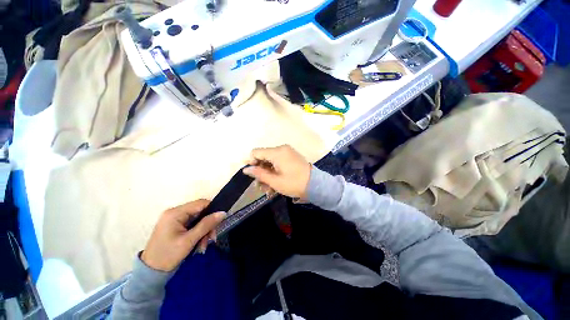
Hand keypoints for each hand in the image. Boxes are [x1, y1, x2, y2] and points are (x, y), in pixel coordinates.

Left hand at [141, 200, 224, 271]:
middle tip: (212, 239)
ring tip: (203, 246)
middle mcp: (175, 213)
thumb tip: (223, 213)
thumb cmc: (168, 256)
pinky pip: (193, 225)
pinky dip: (198, 234)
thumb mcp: (189, 240)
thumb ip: (206, 225)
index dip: (213, 210)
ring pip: (198, 220)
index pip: (201, 203)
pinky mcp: (175, 226)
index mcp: (175, 213)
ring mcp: (174, 220)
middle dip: (207, 225)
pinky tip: (199, 245)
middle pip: (200, 212)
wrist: (150, 273)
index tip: (219, 222)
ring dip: (204, 232)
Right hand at [243, 145, 310, 198]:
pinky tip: (275, 182)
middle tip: (260, 186)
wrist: (315, 185)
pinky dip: (275, 171)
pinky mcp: (291, 156)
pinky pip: (278, 161)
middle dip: (260, 171)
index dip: (251, 162)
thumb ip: (259, 174)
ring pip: (270, 160)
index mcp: (277, 152)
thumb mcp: (274, 181)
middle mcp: (282, 149)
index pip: (256, 152)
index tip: (253, 175)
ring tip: (268, 188)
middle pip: (263, 157)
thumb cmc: (294, 183)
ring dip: (267, 173)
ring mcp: (288, 152)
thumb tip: (245, 169)